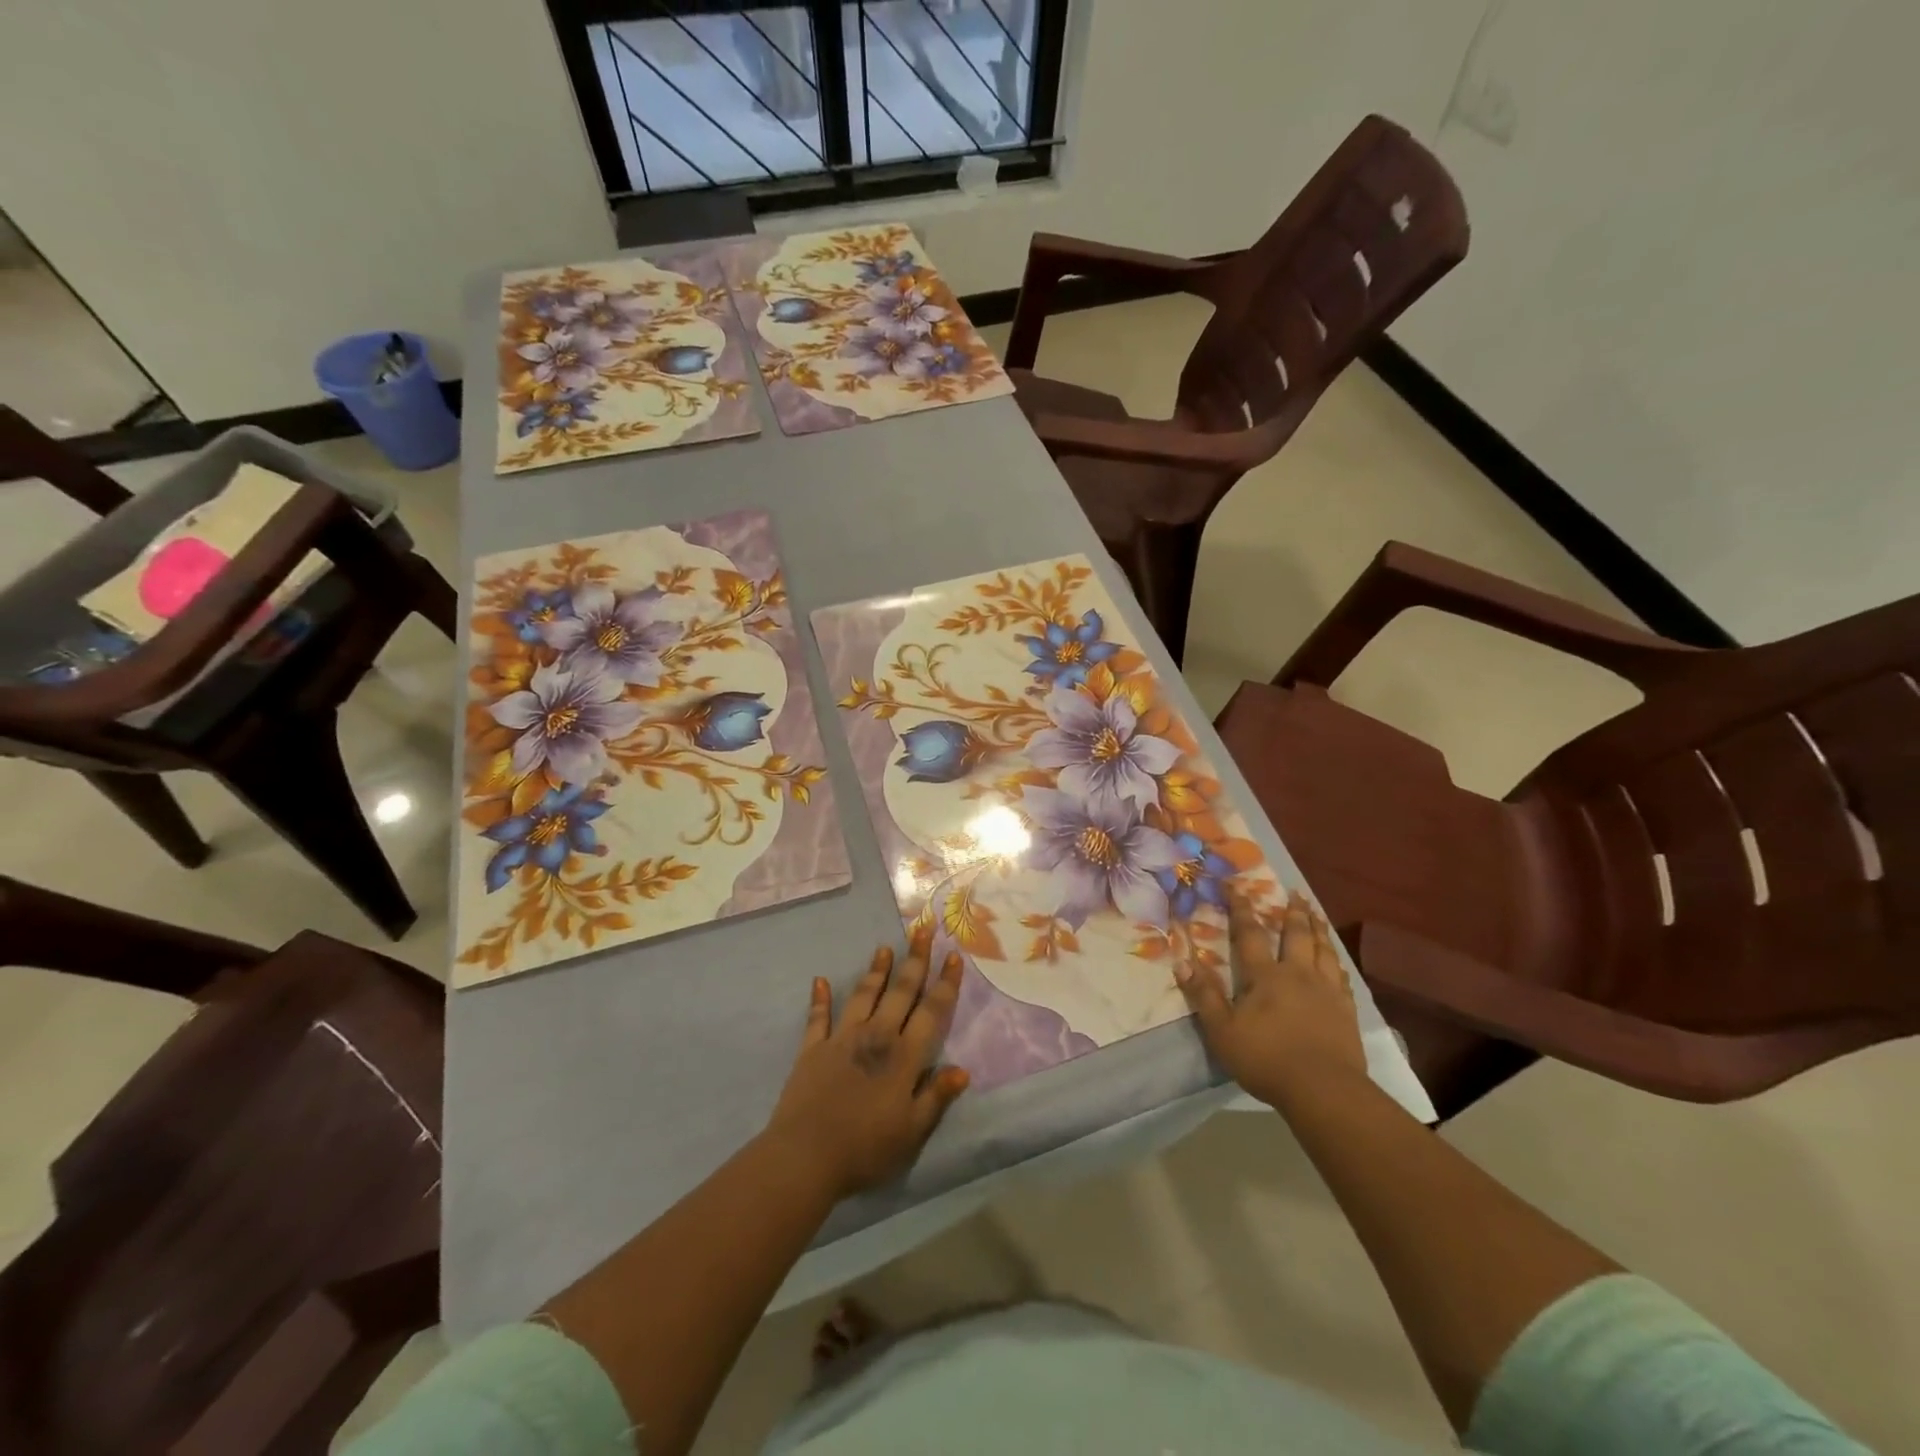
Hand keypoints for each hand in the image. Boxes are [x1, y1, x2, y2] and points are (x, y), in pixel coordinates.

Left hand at [763, 927, 969, 1201]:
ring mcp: (842, 1039)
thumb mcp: (911, 1132)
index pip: (931, 1011)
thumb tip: (962, 1069)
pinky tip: (820, 980)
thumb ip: (936, 1097)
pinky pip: (818, 1017)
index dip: (945, 983)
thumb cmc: (865, 1148)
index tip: (953, 956)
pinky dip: (819, 998)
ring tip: (884, 948)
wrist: (806, 1156)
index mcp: (904, 1057)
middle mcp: (876, 1037)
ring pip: (864, 995)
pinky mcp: (813, 1049)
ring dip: (876, 971)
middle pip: (900, 992)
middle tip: (922, 929)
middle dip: (915, 959)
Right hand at [1175, 889, 1368, 1111]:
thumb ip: (1204, 996)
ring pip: (1324, 950)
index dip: (1241, 908)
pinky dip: (1337, 962)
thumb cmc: (1267, 1059)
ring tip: (1316, 915)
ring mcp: (1327, 991)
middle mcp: (1298, 974)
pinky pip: (1342, 977)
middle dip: (1293, 912)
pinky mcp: (1346, 1011)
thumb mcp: (1222, 1031)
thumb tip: (1182, 962)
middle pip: (1296, 935)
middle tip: (1294, 892)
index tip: (1235, 886)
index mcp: (1265, 976)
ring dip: (1319, 929)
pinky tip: (1337, 962)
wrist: (1325, 1090)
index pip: (1249, 934)